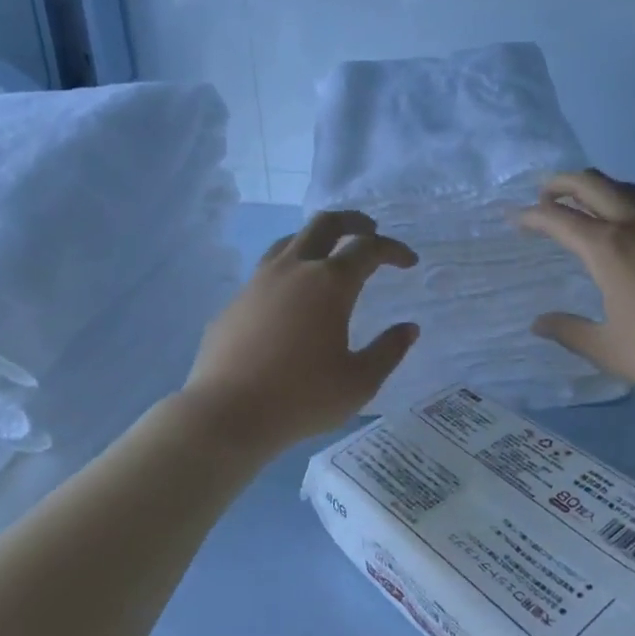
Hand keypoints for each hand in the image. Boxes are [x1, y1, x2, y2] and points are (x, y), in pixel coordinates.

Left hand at [181, 211, 419, 452]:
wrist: (225, 414)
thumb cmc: (302, 398)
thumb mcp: (359, 382)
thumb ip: (388, 351)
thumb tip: (409, 328)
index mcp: (330, 283)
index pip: (368, 248)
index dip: (393, 249)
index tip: (408, 262)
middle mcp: (294, 270)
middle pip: (325, 224)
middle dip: (353, 221)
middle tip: (370, 230)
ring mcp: (258, 282)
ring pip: (290, 241)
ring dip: (316, 240)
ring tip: (329, 256)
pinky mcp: (234, 302)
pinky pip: (266, 271)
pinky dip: (289, 271)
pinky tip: (291, 299)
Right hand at [519, 170, 634, 399]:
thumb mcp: (607, 348)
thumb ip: (569, 331)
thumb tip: (539, 323)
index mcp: (608, 248)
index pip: (559, 219)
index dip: (532, 215)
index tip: (515, 218)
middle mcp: (634, 225)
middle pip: (592, 184)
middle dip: (561, 183)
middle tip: (543, 194)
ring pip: (625, 188)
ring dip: (596, 187)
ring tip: (582, 201)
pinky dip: (624, 202)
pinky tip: (626, 226)